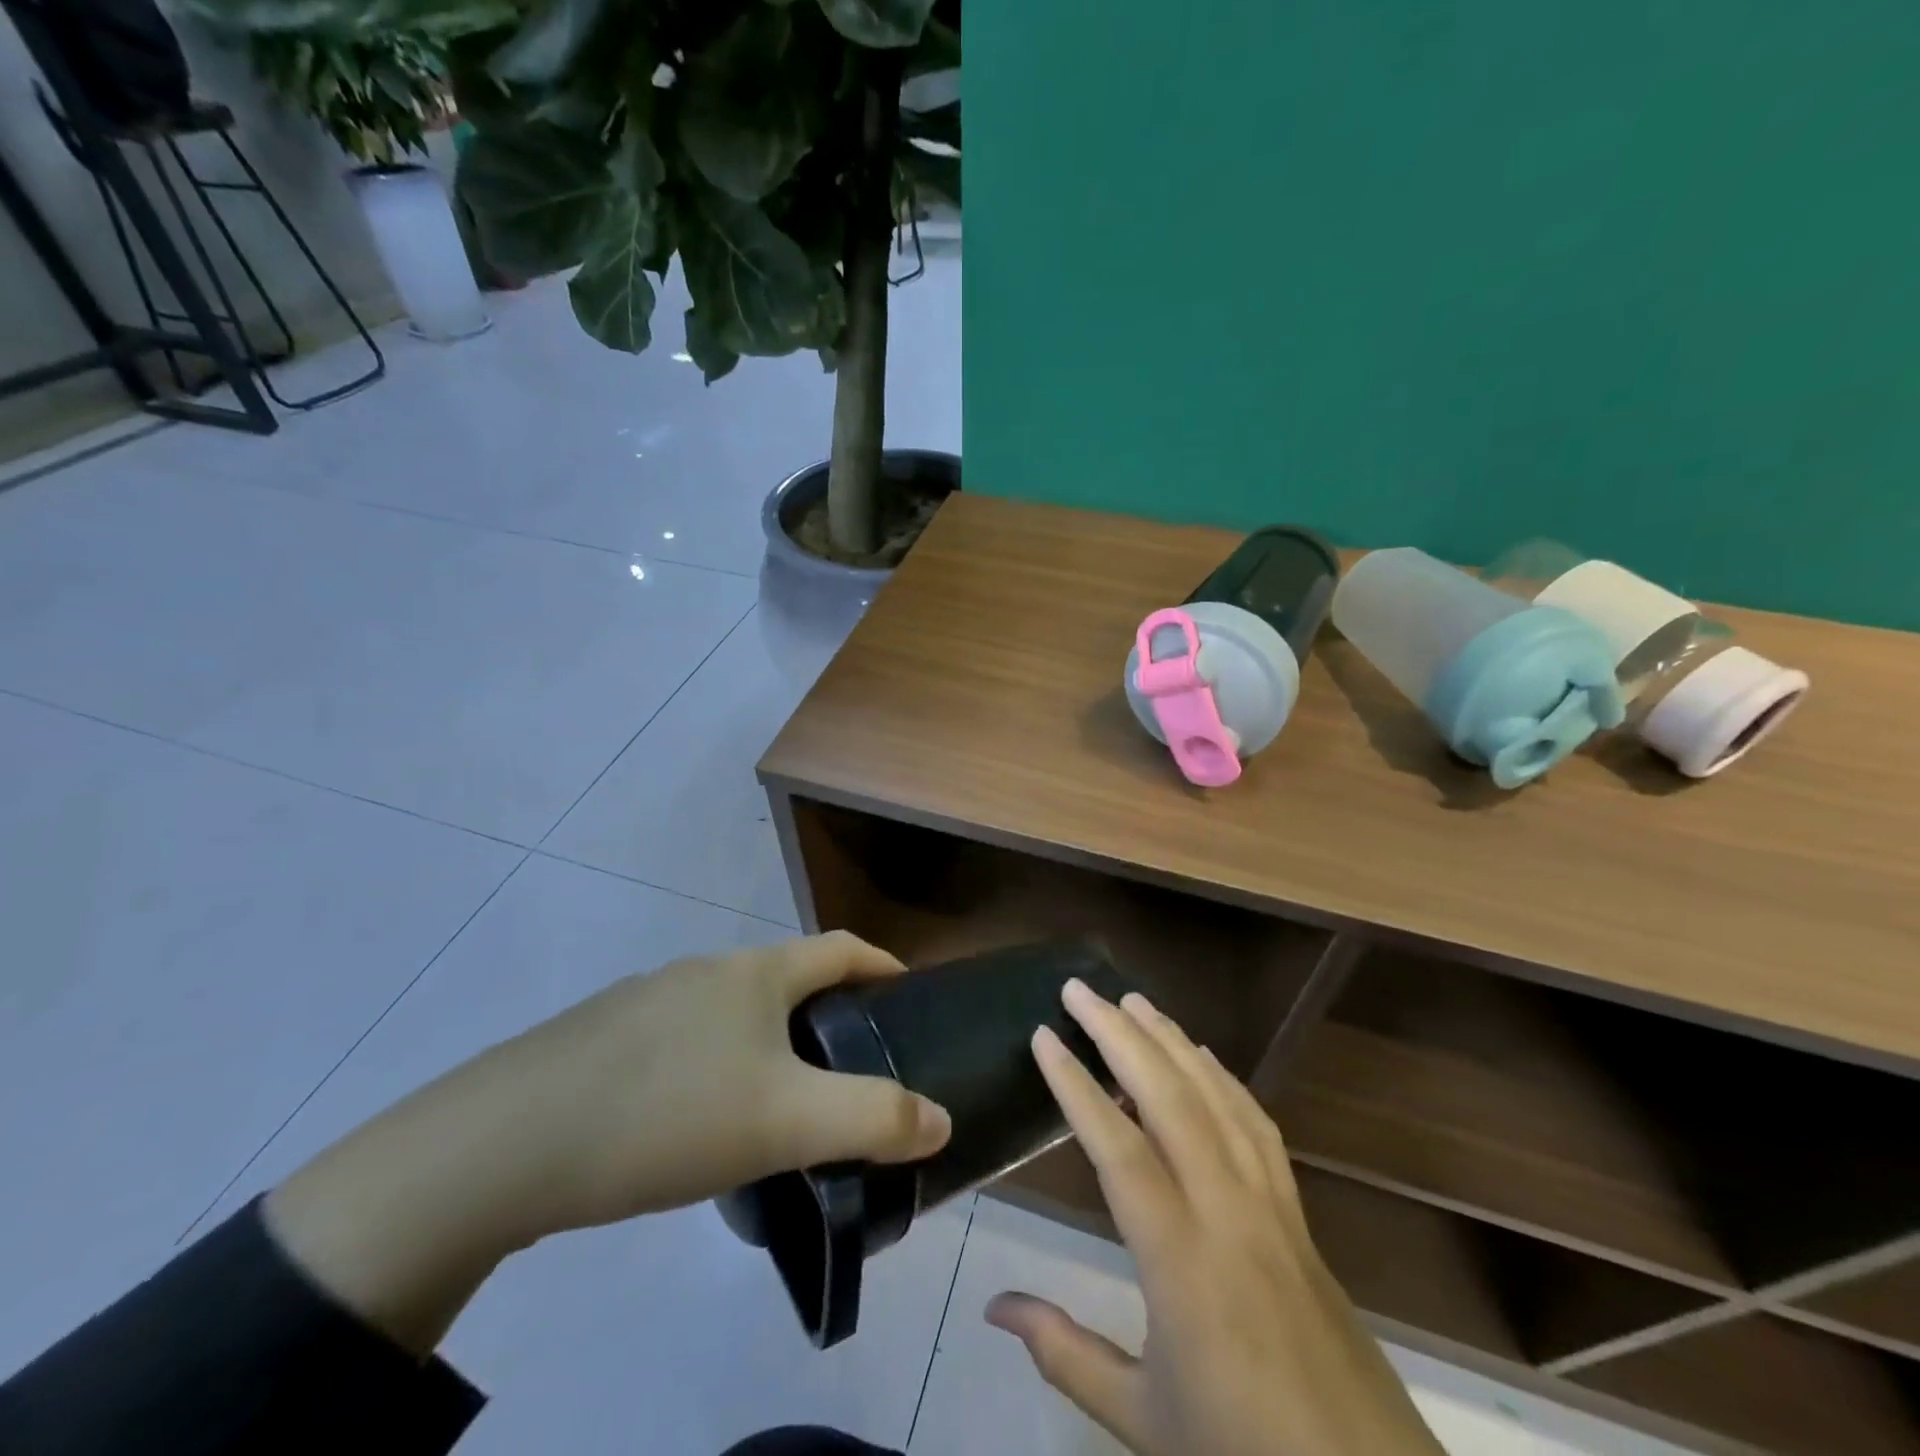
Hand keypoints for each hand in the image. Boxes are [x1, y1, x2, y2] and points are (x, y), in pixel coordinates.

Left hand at [265, 932, 950, 1352]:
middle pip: (786, 977)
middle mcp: (705, 969)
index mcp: (755, 973)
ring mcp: (648, 998)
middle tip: (850, 1065)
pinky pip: (684, 1039)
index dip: (881, 965)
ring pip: (732, 1011)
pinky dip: (714, 1064)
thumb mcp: (787, 1122)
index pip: (840, 948)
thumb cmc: (669, 1113)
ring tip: (778, 1100)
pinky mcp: (604, 1037)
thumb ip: (873, 1119)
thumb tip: (940, 1118)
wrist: (504, 1145)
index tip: (909, 993)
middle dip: (827, 1010)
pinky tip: (697, 1119)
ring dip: (768, 1040)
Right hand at [985, 980, 1442, 1455]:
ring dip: (1171, 1040)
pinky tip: (1202, 1057)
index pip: (1118, 1149)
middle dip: (1120, 1034)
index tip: (1043, 1036)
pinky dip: (1223, 1078)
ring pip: (1216, 1097)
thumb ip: (1064, 1352)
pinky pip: (1257, 1125)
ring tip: (1133, 1001)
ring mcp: (1271, 1208)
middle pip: (1169, 1098)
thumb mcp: (1141, 1421)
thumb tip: (992, 1305)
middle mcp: (1227, 1214)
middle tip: (1080, 990)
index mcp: (1181, 1263)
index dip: (1076, 1086)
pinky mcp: (1300, 1215)